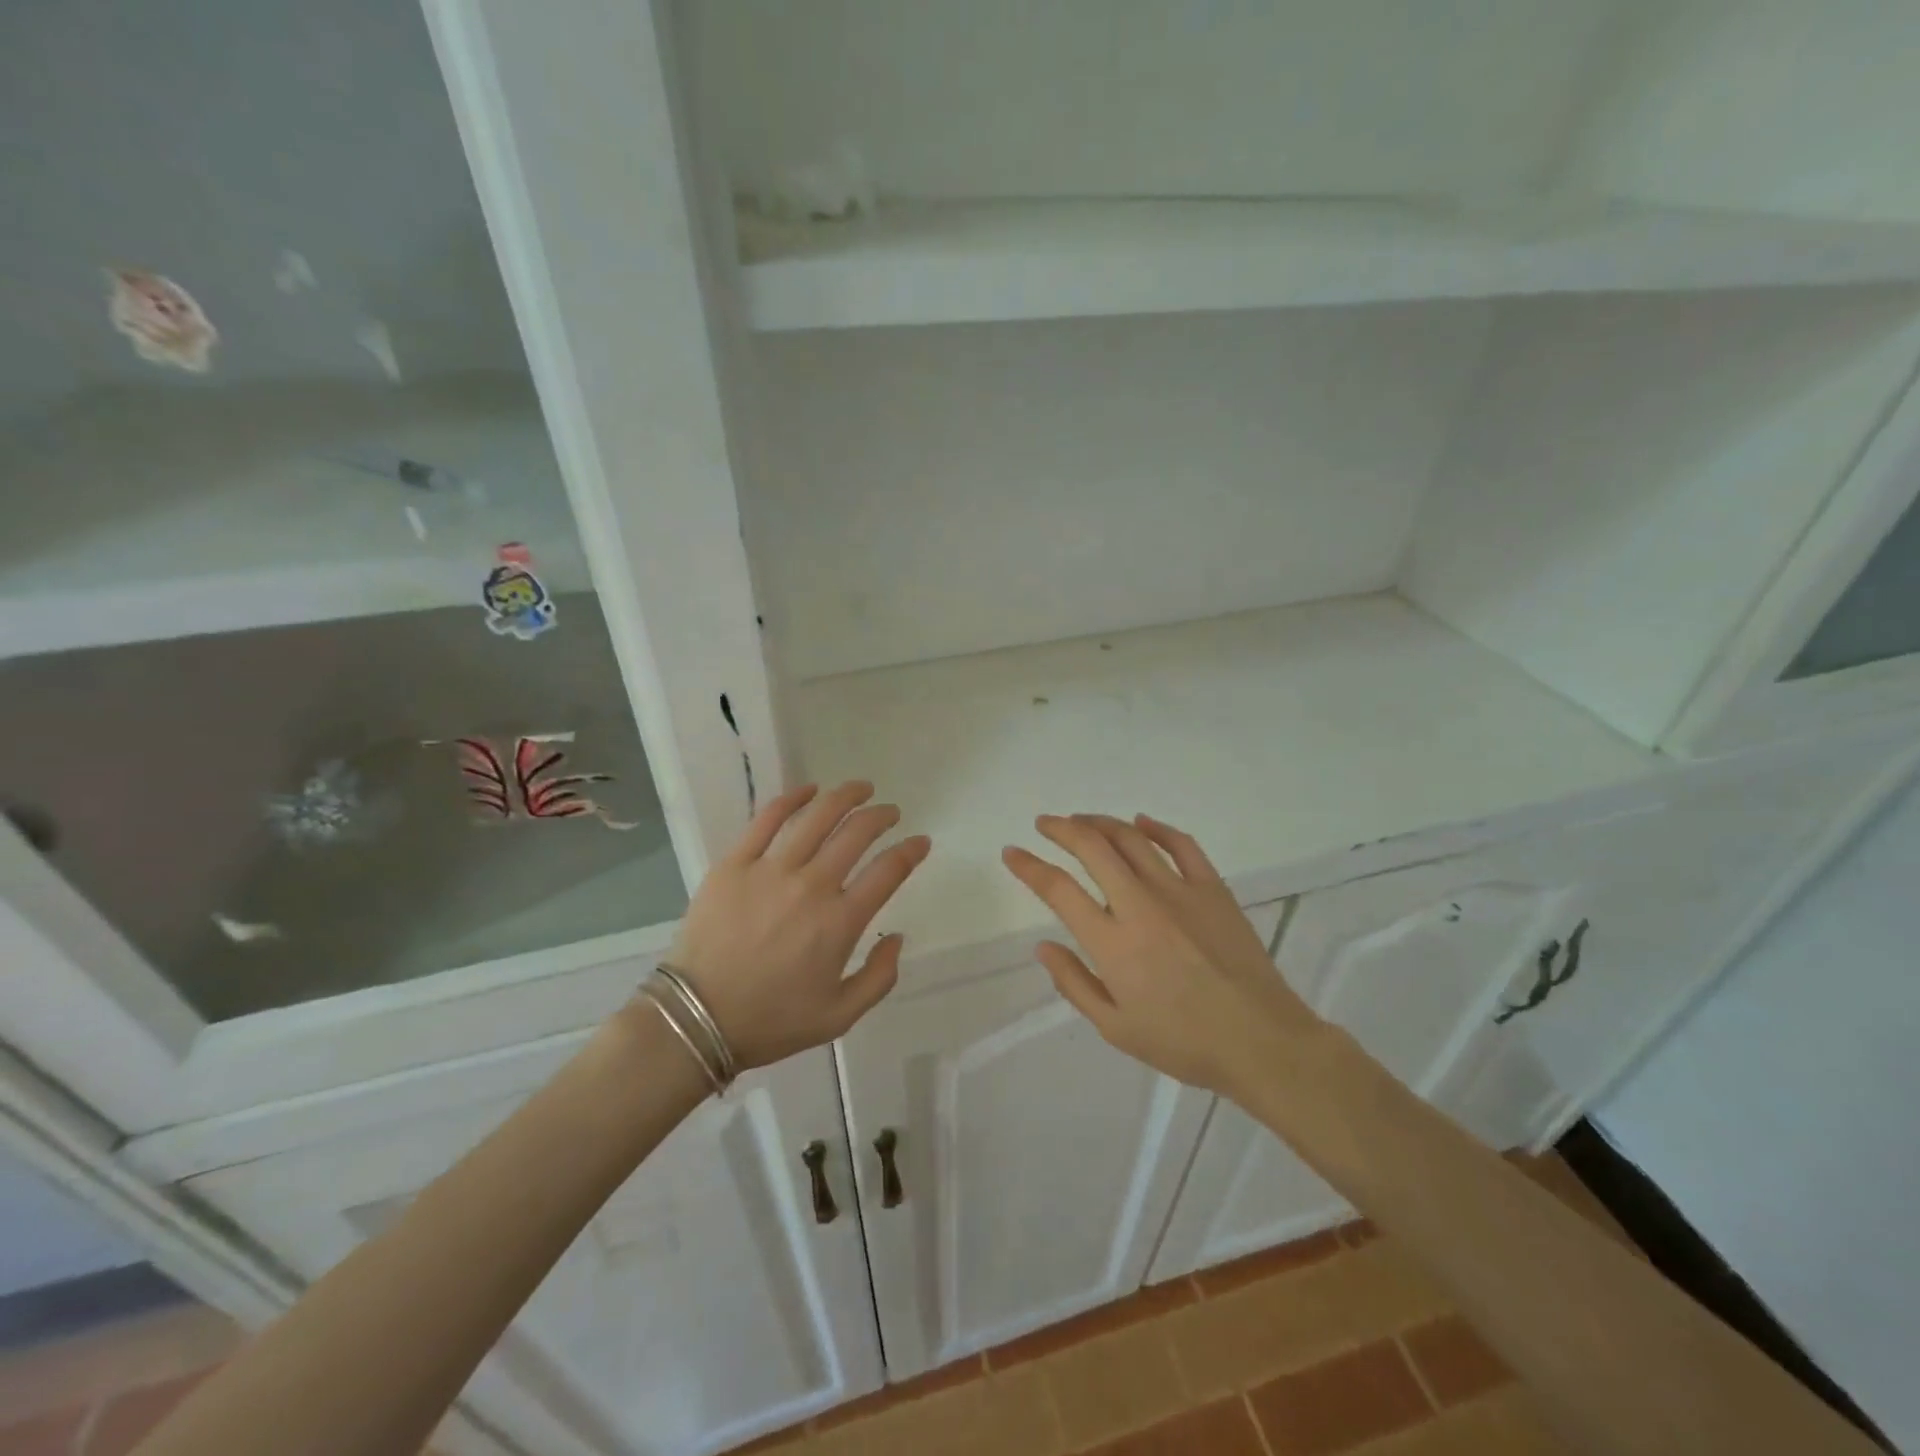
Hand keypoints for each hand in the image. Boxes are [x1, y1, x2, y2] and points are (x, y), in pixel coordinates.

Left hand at [667, 781, 930, 1069]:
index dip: (911, 851)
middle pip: (857, 833)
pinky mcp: (735, 863)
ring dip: (846, 796)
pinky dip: (793, 798)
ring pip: (817, 817)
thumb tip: (897, 938)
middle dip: (881, 816)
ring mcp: (771, 870)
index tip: (920, 842)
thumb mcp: (839, 1017)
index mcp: (840, 922)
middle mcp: (812, 886)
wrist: (696, 1019)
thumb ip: (879, 978)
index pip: (888, 871)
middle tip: (890, 812)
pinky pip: (767, 819)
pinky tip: (809, 790)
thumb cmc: (771, 1021)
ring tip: (860, 789)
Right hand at [1003, 813, 1322, 1095]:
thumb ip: (1074, 983)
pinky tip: (1141, 823)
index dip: (1029, 866)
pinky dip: (1156, 827)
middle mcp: (1140, 905)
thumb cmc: (1183, 1042)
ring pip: (1131, 838)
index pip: (1059, 889)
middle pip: (1092, 847)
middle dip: (1061, 828)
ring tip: (1082, 821)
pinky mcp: (1213, 888)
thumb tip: (1042, 946)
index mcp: (1112, 942)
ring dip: (1100, 822)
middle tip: (1044, 824)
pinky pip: (1181, 844)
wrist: (1261, 1041)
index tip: (1012, 852)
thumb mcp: (1115, 1028)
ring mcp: (1180, 891)